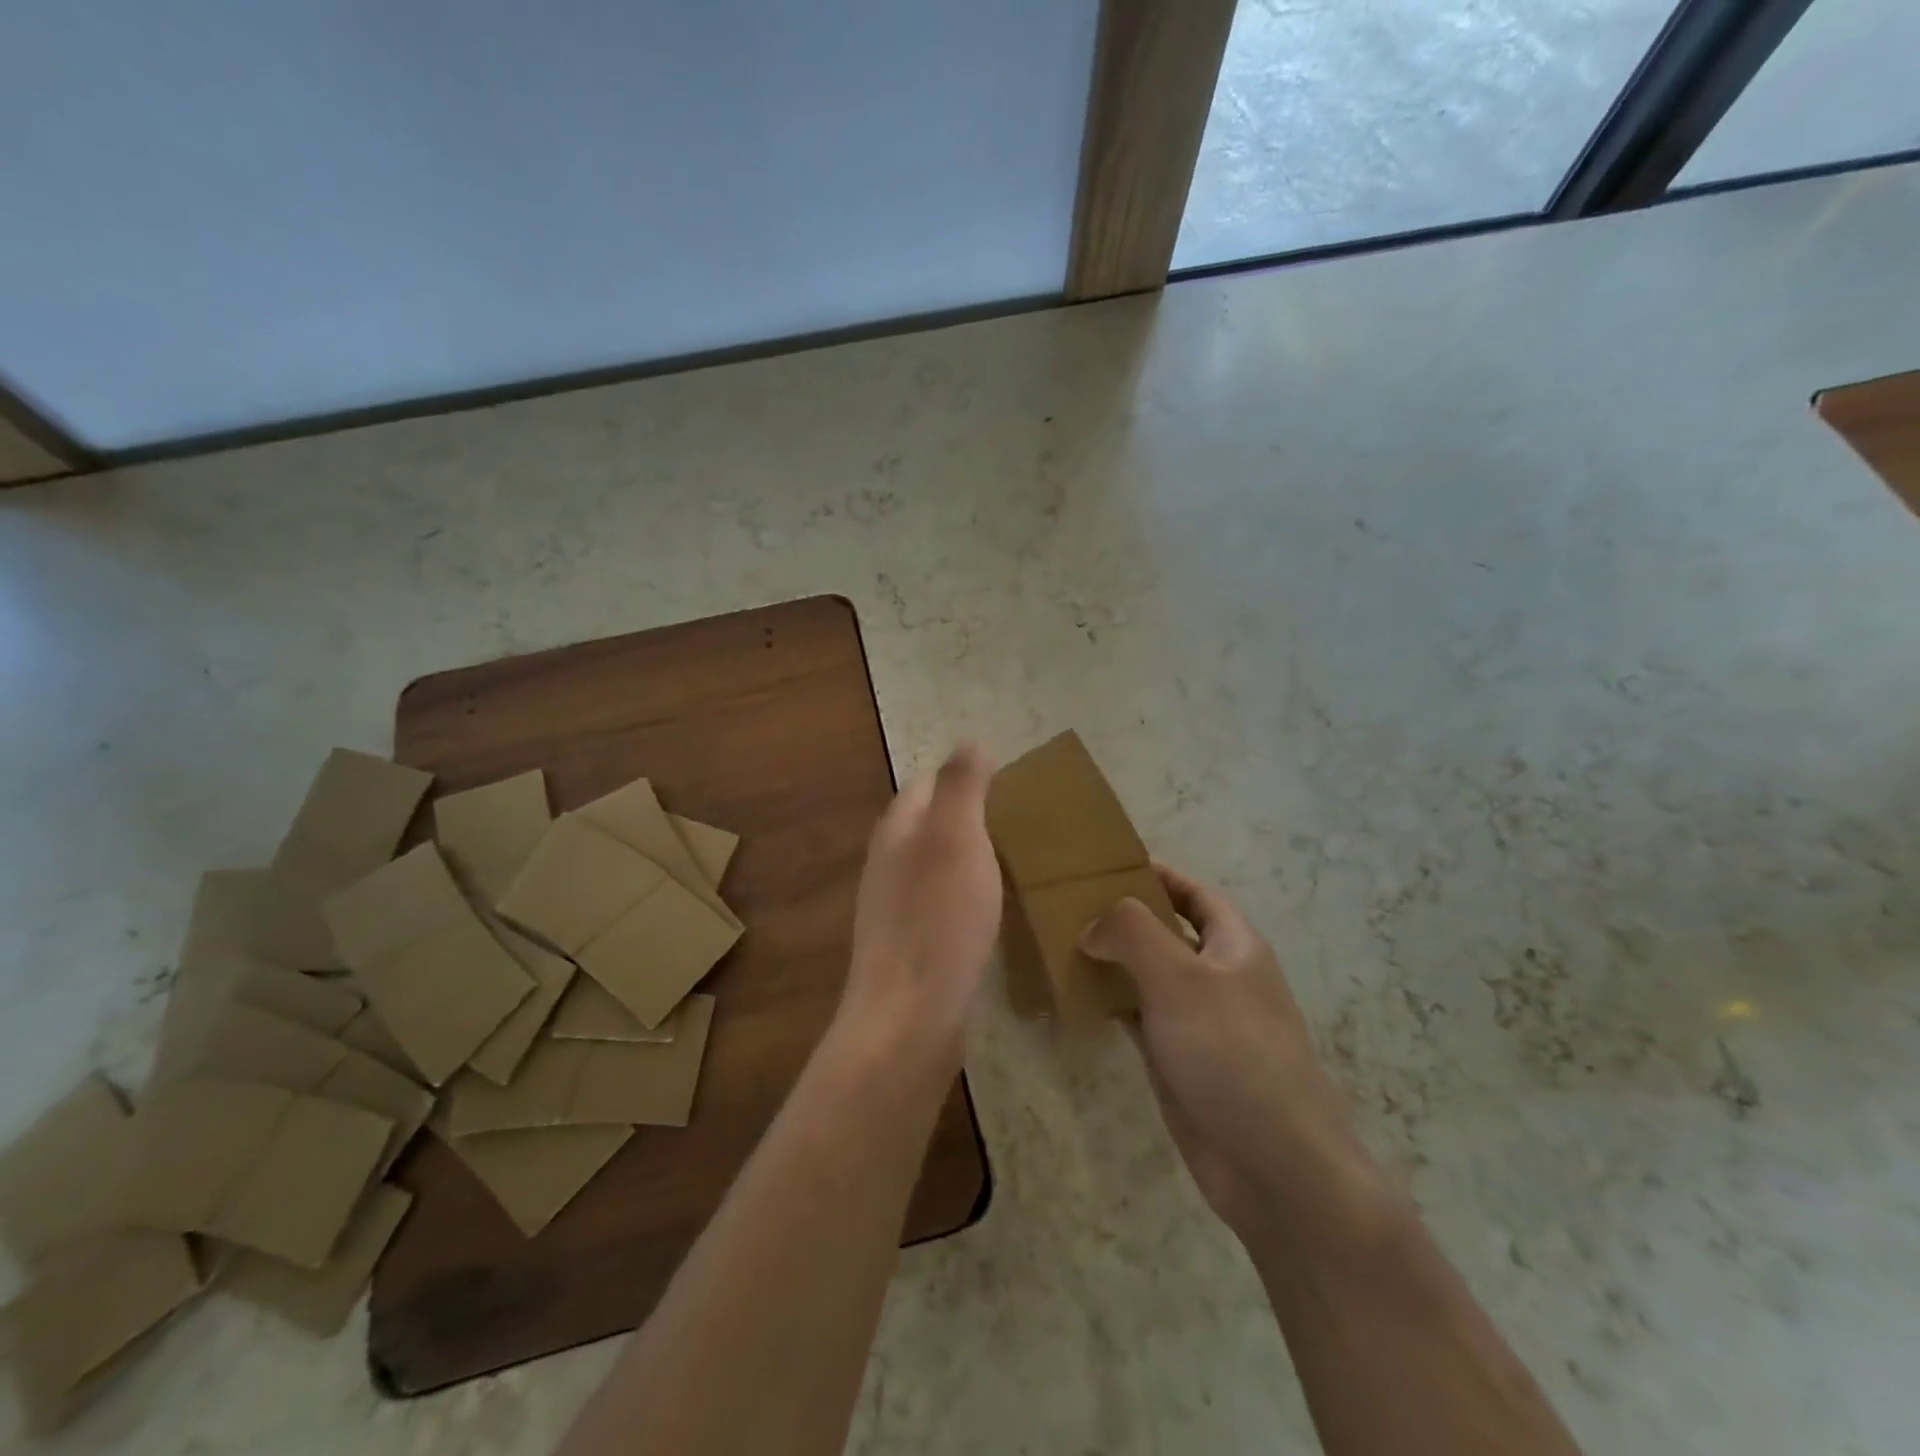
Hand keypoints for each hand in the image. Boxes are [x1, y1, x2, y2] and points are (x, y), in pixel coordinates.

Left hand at [839, 744, 1001, 1067]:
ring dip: (965, 857)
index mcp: (897, 830)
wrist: (908, 1015)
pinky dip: (962, 896)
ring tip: (1009, 864)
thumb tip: (969, 742)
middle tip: (1017, 824)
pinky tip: (986, 912)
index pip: (926, 783)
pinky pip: (937, 904)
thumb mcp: (956, 837)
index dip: (963, 777)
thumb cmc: (938, 917)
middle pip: (927, 824)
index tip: (1008, 785)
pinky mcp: (907, 946)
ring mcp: (892, 907)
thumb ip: (961, 786)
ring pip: (932, 865)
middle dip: (966, 817)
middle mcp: (887, 863)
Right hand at [1081, 863, 1379, 1240]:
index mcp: (1235, 946)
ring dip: (1113, 960)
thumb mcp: (1179, 975)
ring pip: (1149, 976)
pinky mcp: (1180, 1061)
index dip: (1158, 875)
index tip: (1109, 863)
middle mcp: (1219, 978)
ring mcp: (1199, 1022)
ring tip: (1062, 941)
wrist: (1272, 1163)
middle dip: (1126, 917)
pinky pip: (1140, 1018)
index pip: (1195, 894)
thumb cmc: (1231, 1051)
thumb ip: (1132, 933)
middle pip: (1168, 933)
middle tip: (1071, 902)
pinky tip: (1077, 995)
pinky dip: (1112, 1003)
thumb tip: (1093, 926)